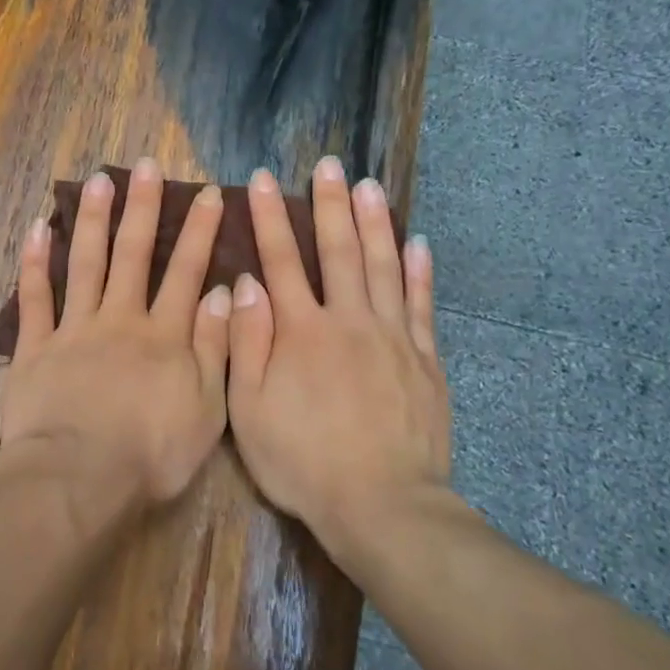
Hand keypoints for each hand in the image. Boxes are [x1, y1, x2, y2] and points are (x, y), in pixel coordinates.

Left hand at [0, 158, 232, 505]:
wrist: (80, 478)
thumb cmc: (151, 454)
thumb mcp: (206, 409)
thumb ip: (213, 347)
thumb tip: (222, 291)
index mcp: (163, 335)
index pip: (186, 272)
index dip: (199, 232)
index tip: (208, 195)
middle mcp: (119, 319)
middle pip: (132, 254)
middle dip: (142, 208)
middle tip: (145, 166)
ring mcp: (73, 329)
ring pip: (85, 262)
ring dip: (92, 219)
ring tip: (98, 180)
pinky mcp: (35, 347)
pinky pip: (34, 298)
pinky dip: (35, 262)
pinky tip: (38, 228)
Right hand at [227, 156, 451, 549]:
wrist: (380, 504)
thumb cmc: (302, 461)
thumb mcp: (248, 409)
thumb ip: (246, 342)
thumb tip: (245, 284)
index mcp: (300, 331)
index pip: (281, 260)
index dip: (269, 218)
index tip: (261, 180)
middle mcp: (347, 321)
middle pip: (338, 251)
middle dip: (329, 204)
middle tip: (328, 165)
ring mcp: (392, 337)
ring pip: (383, 266)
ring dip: (375, 222)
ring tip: (370, 185)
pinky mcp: (424, 359)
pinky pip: (421, 304)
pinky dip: (419, 271)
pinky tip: (417, 243)